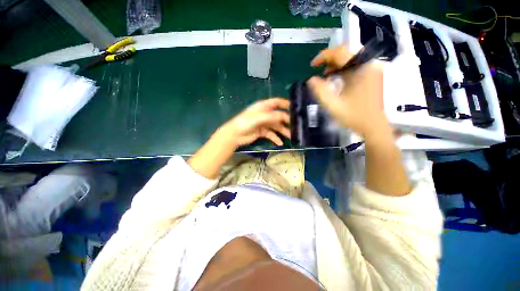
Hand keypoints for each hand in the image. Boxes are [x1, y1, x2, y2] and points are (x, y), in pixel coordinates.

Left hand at [220, 98, 290, 146]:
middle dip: (287, 121)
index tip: (295, 108)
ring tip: (291, 136)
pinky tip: (280, 143)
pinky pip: (271, 134)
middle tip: (296, 126)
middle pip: (278, 116)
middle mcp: (264, 114)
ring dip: (283, 131)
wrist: (234, 135)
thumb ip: (272, 116)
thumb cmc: (245, 122)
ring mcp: (263, 123)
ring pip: (276, 126)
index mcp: (263, 107)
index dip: (285, 103)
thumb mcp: (259, 117)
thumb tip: (285, 116)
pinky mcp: (261, 132)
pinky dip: (276, 138)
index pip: (276, 102)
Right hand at [308, 45, 389, 137]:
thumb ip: (320, 91)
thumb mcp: (333, 105)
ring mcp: (372, 68)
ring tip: (324, 75)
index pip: (340, 53)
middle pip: (347, 51)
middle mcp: (369, 64)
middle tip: (318, 69)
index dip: (323, 56)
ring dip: (336, 63)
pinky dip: (344, 68)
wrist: (373, 126)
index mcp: (360, 69)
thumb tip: (310, 79)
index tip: (312, 66)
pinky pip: (356, 64)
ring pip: (351, 57)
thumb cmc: (353, 116)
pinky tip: (336, 77)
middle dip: (330, 58)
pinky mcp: (372, 74)